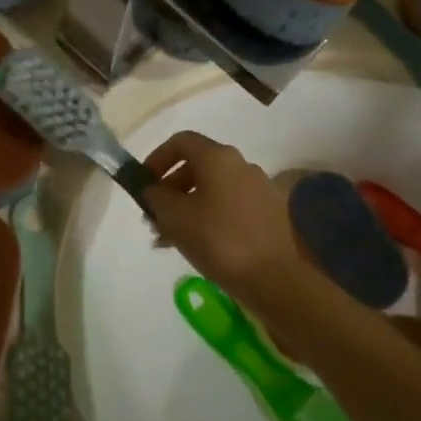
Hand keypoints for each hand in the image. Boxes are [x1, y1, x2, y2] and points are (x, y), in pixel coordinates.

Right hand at [143, 132, 319, 317]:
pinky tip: (198, 246)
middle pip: (197, 166)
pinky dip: (209, 219)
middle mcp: (241, 165)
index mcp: (218, 157)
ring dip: (188, 207)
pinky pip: (230, 207)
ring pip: (213, 190)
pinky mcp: (269, 214)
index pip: (181, 142)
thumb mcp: (174, 217)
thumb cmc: (219, 240)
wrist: (277, 279)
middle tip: (154, 217)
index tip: (144, 184)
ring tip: (170, 238)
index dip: (157, 158)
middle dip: (171, 189)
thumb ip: (156, 197)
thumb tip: (153, 189)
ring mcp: (259, 189)